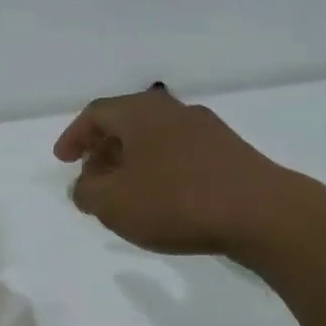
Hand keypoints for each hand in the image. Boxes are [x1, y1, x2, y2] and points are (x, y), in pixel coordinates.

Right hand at [53, 86, 283, 254]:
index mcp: (141, 113)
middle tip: (91, 177)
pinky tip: (161, 199)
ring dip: (131, 161)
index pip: (96, 113)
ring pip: (155, 139)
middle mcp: (174, 111)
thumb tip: (86, 185)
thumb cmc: (176, 201)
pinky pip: (179, 154)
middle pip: (127, 122)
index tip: (62, 160)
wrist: (262, 213)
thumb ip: (86, 192)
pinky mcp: (229, 153)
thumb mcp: (112, 203)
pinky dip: (159, 170)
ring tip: (123, 192)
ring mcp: (207, 130)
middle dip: (102, 149)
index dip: (74, 136)